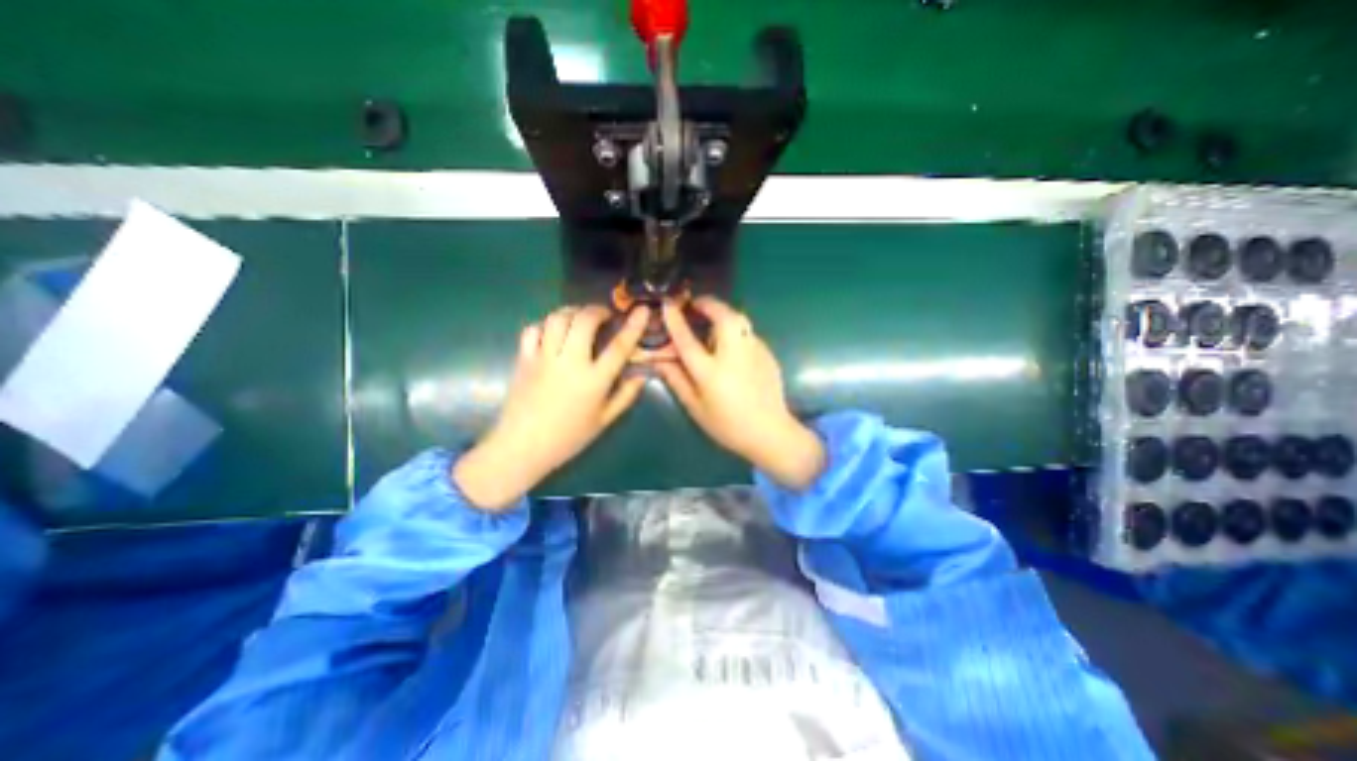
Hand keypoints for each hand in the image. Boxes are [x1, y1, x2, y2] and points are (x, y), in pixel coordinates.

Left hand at [453, 302, 646, 509]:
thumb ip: (626, 395)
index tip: (642, 310)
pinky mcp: (524, 358)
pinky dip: (546, 324)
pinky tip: (553, 332)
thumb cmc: (568, 437)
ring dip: (572, 311)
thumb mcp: (604, 420)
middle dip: (597, 310)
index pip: (619, 346)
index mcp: (593, 380)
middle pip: (584, 320)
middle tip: (604, 315)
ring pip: (557, 318)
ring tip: (580, 318)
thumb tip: (642, 374)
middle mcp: (569, 363)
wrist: (522, 447)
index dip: (633, 325)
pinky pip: (534, 329)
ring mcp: (543, 358)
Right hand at [658, 295, 826, 491]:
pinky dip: (736, 332)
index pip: (688, 340)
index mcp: (711, 373)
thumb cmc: (728, 425)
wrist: (770, 432)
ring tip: (713, 324)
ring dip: (723, 315)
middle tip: (697, 305)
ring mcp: (755, 352)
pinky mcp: (768, 353)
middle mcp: (734, 356)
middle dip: (709, 304)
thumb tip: (660, 361)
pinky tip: (731, 347)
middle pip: (723, 317)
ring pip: (739, 321)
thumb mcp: (696, 408)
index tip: (667, 305)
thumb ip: (677, 381)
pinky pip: (748, 334)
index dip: (675, 320)